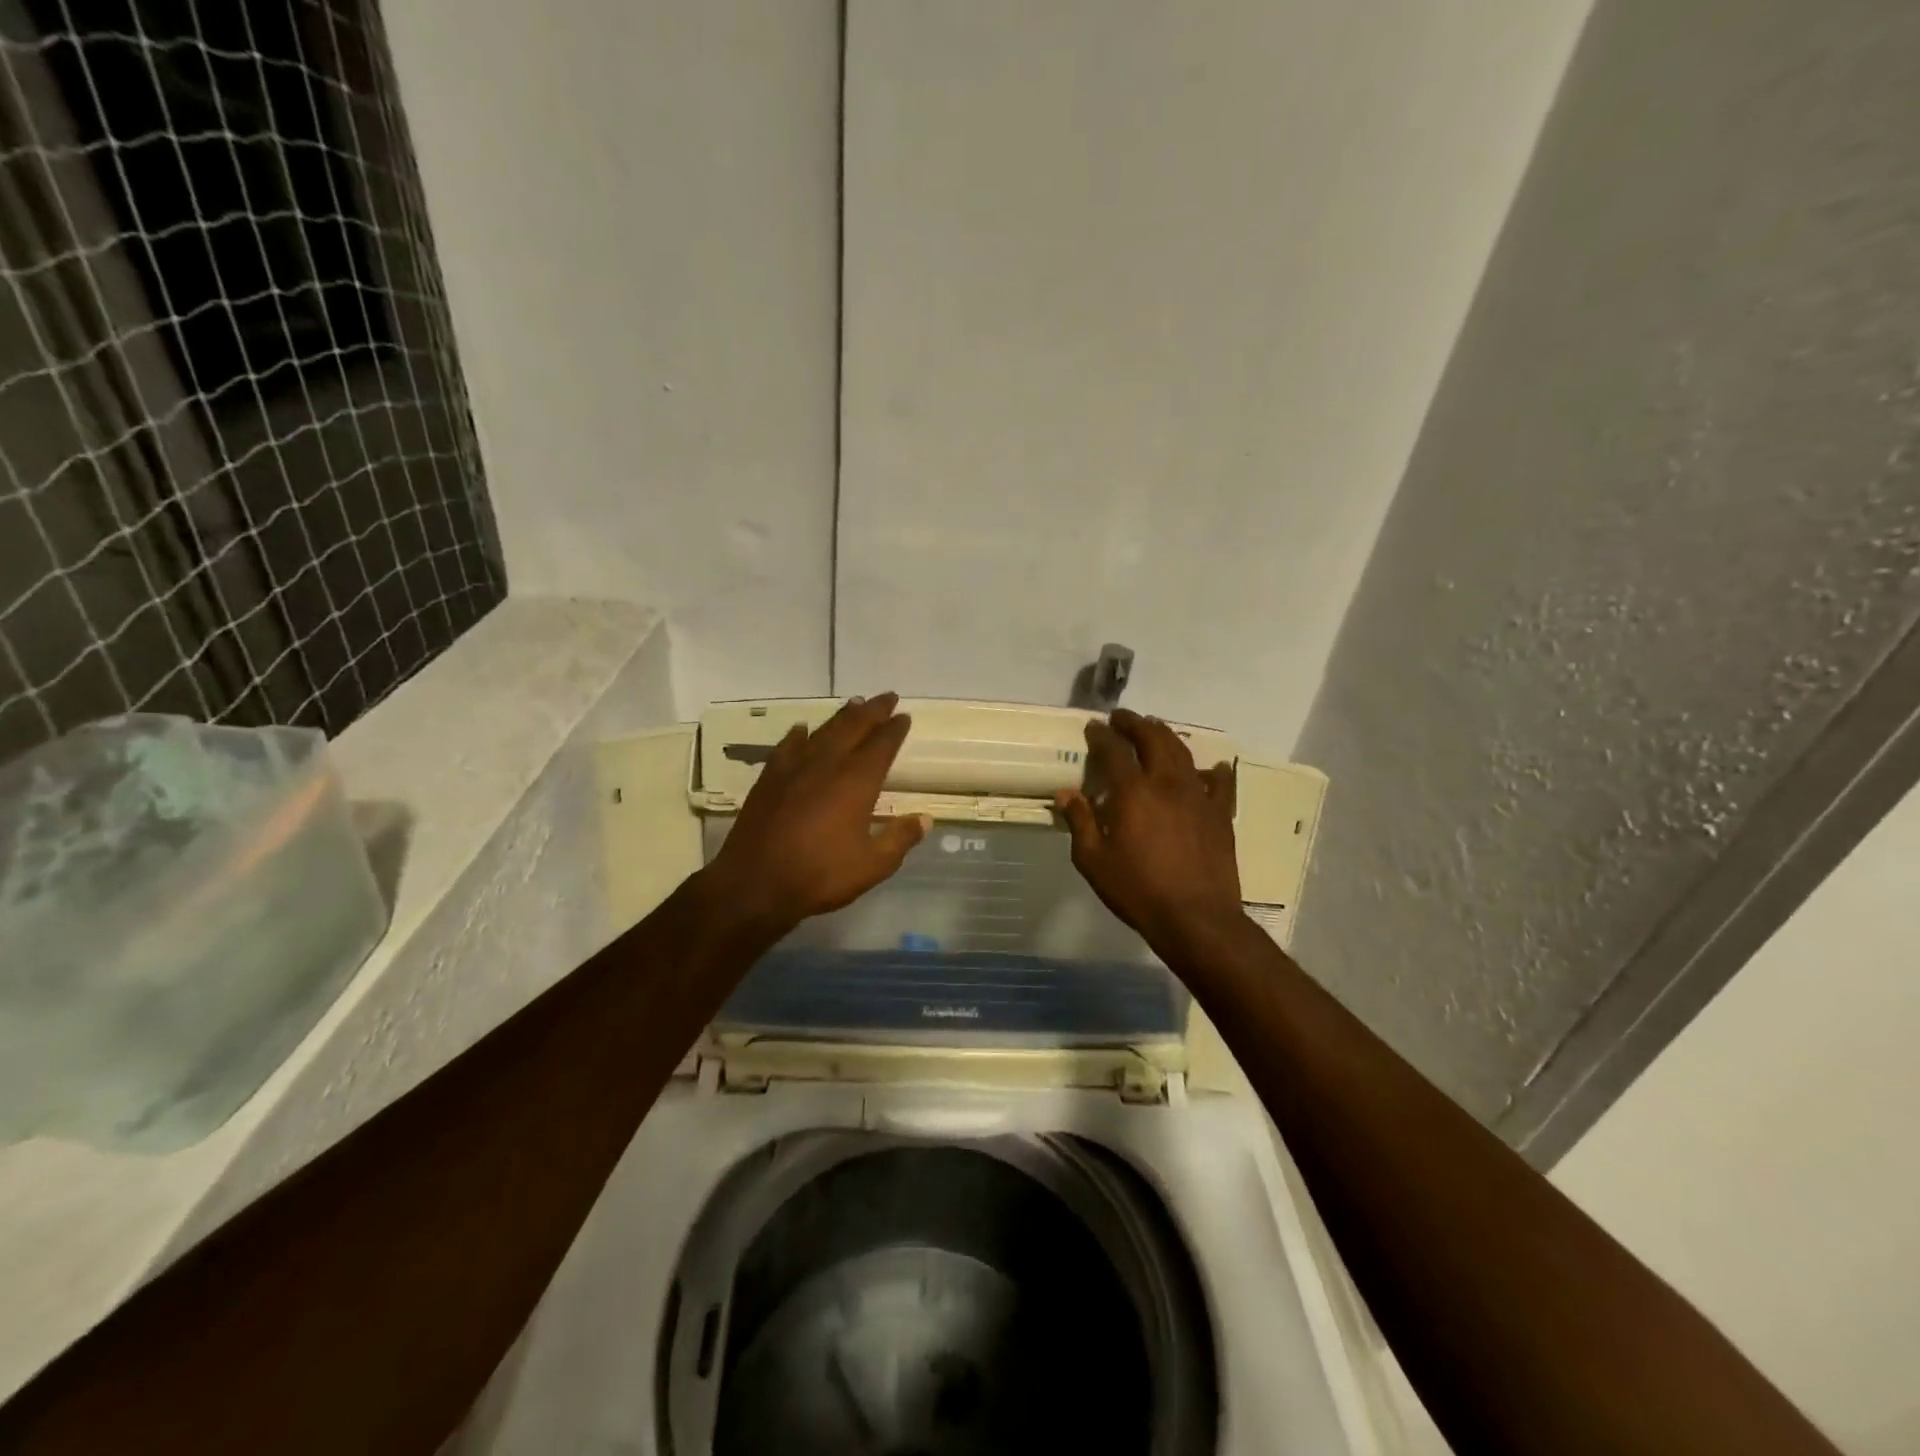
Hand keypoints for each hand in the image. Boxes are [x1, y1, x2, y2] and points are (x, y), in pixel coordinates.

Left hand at [708, 693, 928, 932]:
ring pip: (824, 730)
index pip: (882, 744)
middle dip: (873, 710)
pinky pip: (788, 745)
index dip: (895, 729)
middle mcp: (828, 764)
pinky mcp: (770, 778)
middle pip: (854, 726)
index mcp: (857, 781)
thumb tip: (925, 819)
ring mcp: (795, 768)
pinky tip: (802, 729)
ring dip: (842, 715)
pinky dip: (799, 734)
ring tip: (855, 703)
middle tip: (887, 697)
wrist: (754, 883)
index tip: (904, 716)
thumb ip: (900, 838)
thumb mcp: (872, 865)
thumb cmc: (819, 875)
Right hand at [1055, 709, 1242, 950]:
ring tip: (1155, 730)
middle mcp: (1167, 783)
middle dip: (1135, 723)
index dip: (1101, 735)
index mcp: (1133, 792)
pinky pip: (1219, 783)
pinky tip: (1212, 768)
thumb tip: (1066, 794)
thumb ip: (1080, 822)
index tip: (1093, 727)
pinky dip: (1213, 771)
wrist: (1196, 918)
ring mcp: (1199, 796)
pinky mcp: (1220, 814)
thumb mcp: (1094, 861)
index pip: (1114, 751)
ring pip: (1183, 753)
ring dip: (1166, 736)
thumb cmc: (1137, 890)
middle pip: (1153, 738)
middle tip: (1122, 718)